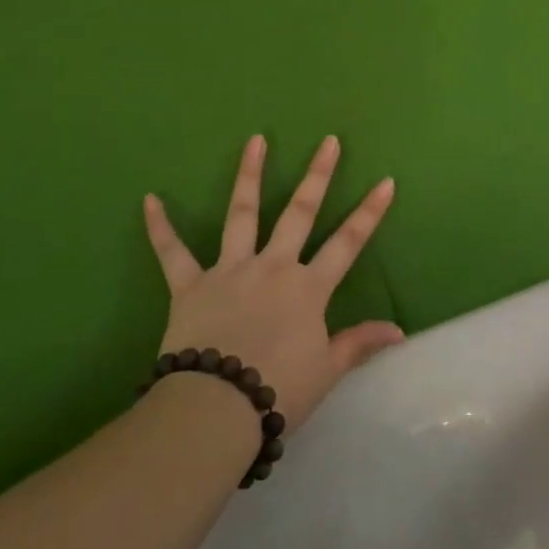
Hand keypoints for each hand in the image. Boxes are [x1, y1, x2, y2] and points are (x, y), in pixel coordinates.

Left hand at [144, 135, 403, 428]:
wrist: (217, 409)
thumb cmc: (278, 391)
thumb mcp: (326, 371)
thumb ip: (358, 343)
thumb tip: (398, 331)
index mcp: (307, 288)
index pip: (347, 243)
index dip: (369, 213)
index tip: (385, 182)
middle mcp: (272, 267)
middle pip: (299, 213)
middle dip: (317, 175)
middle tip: (328, 141)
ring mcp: (229, 270)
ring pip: (242, 214)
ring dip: (249, 175)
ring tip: (255, 140)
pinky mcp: (190, 285)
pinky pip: (172, 252)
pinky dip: (160, 227)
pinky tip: (149, 199)